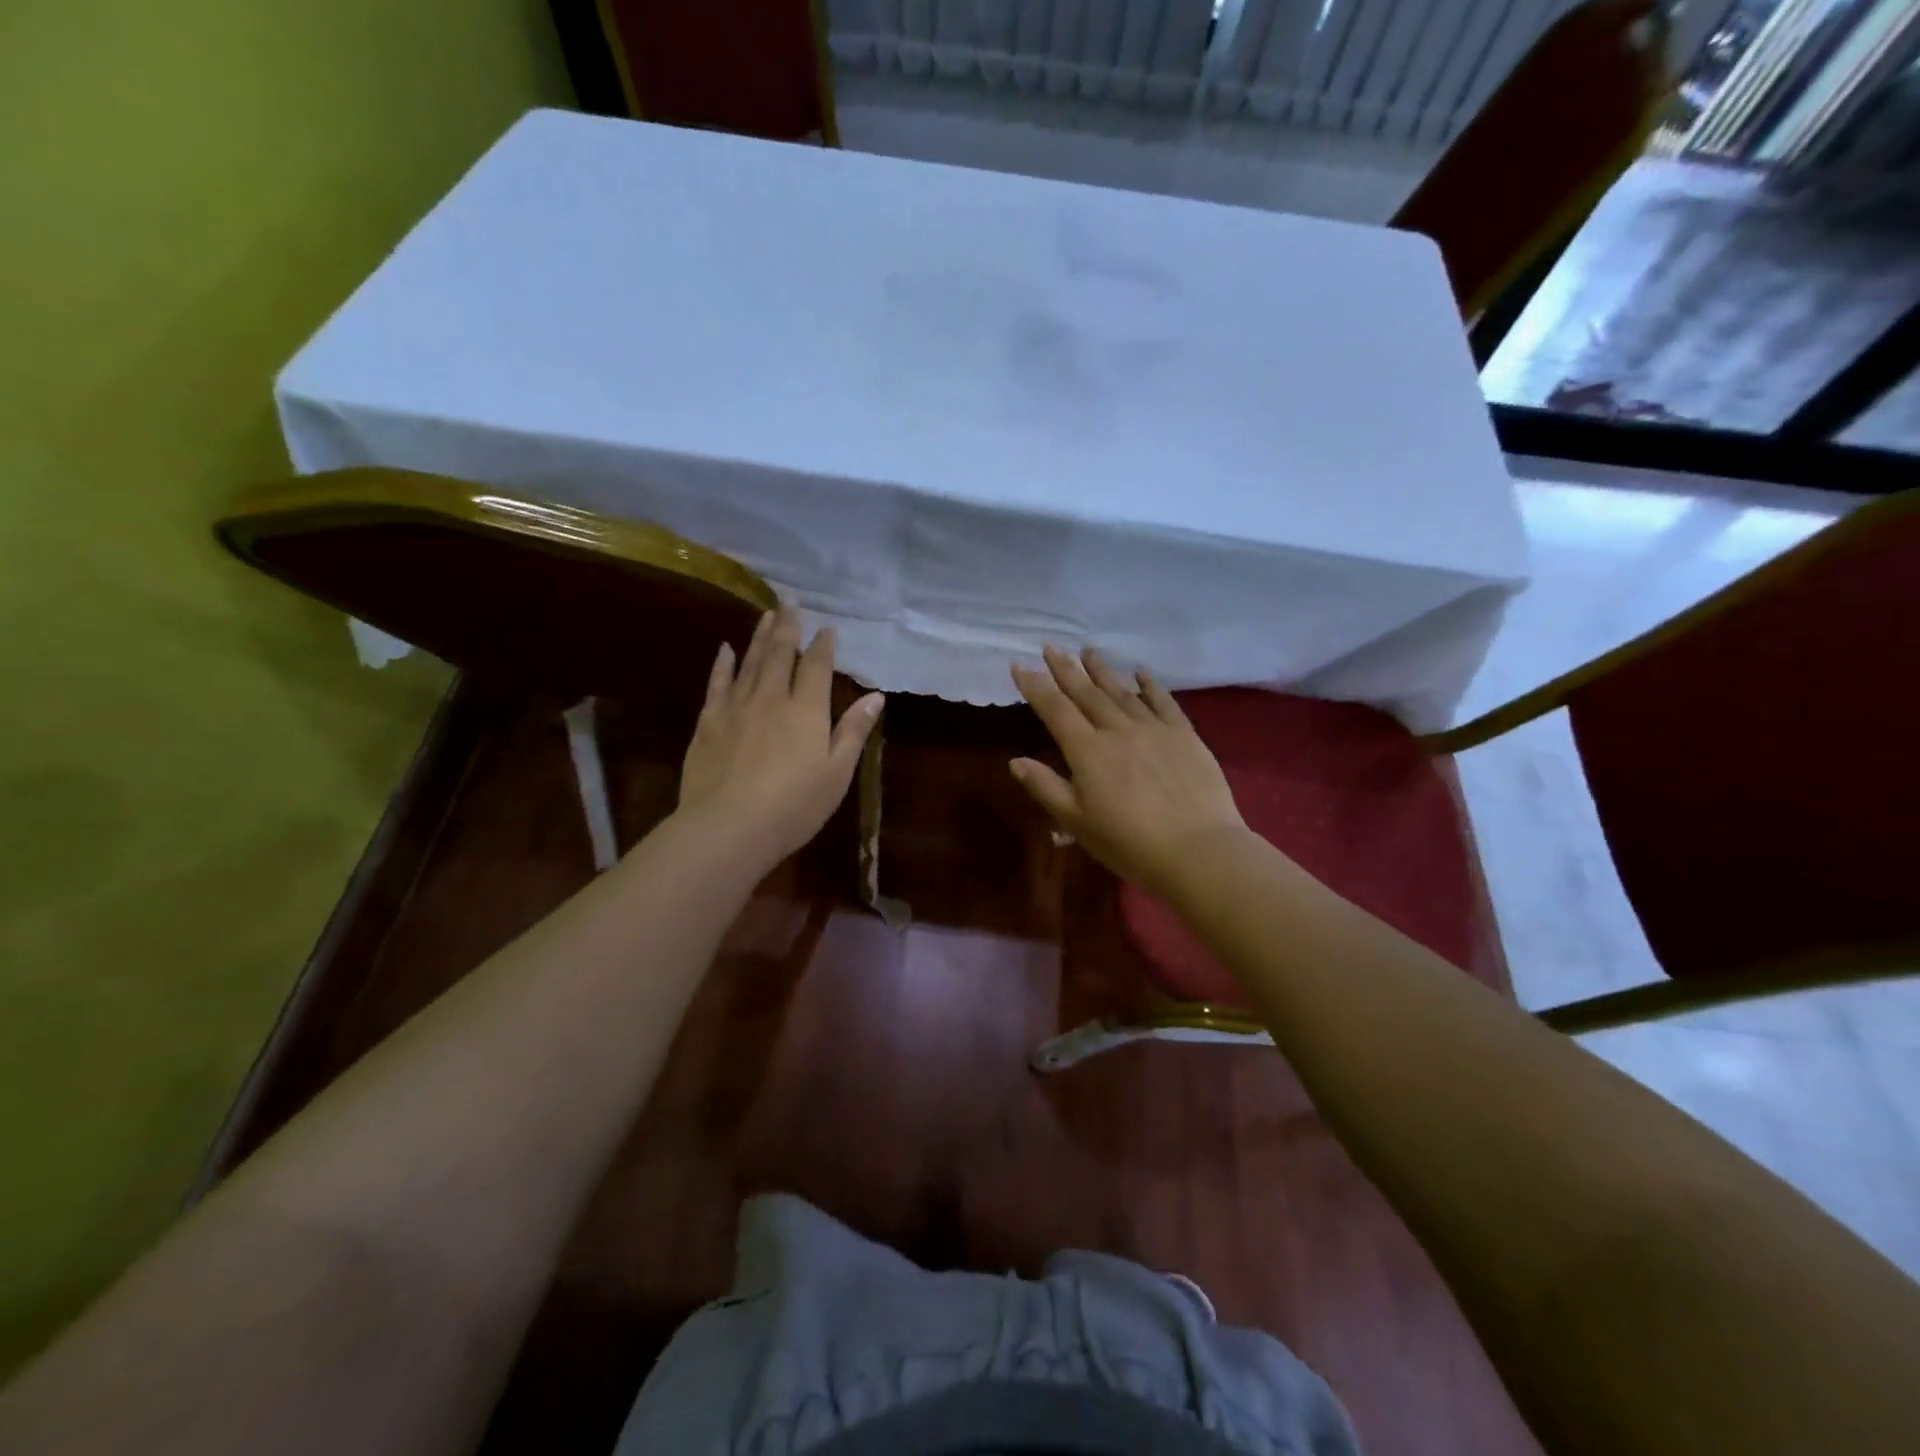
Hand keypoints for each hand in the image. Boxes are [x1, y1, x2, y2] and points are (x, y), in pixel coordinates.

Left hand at [678, 608, 882, 868]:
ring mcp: (737, 707)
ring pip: (751, 662)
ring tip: (766, 615)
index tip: (827, 628)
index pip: (817, 667)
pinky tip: (725, 649)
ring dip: (760, 637)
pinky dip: (723, 664)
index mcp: (807, 710)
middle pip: (781, 654)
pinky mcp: (709, 722)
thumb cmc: (794, 805)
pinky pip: (718, 684)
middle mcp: (772, 698)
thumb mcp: (837, 773)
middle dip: (788, 627)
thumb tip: (875, 696)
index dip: (823, 646)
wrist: (729, 827)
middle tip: (790, 602)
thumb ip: (854, 731)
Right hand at [1010, 645, 1244, 897]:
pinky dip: (1150, 685)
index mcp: (1088, 751)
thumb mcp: (1077, 823)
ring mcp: (1154, 729)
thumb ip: (1046, 788)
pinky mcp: (1184, 735)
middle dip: (1066, 669)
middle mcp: (1118, 730)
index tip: (1020, 665)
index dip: (1035, 686)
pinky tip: (1140, 672)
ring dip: (1103, 670)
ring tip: (1088, 651)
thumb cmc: (1130, 843)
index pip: (1055, 710)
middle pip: (1087, 693)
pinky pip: (1163, 702)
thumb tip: (1015, 760)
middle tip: (1051, 647)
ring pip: (1122, 692)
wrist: (1198, 850)